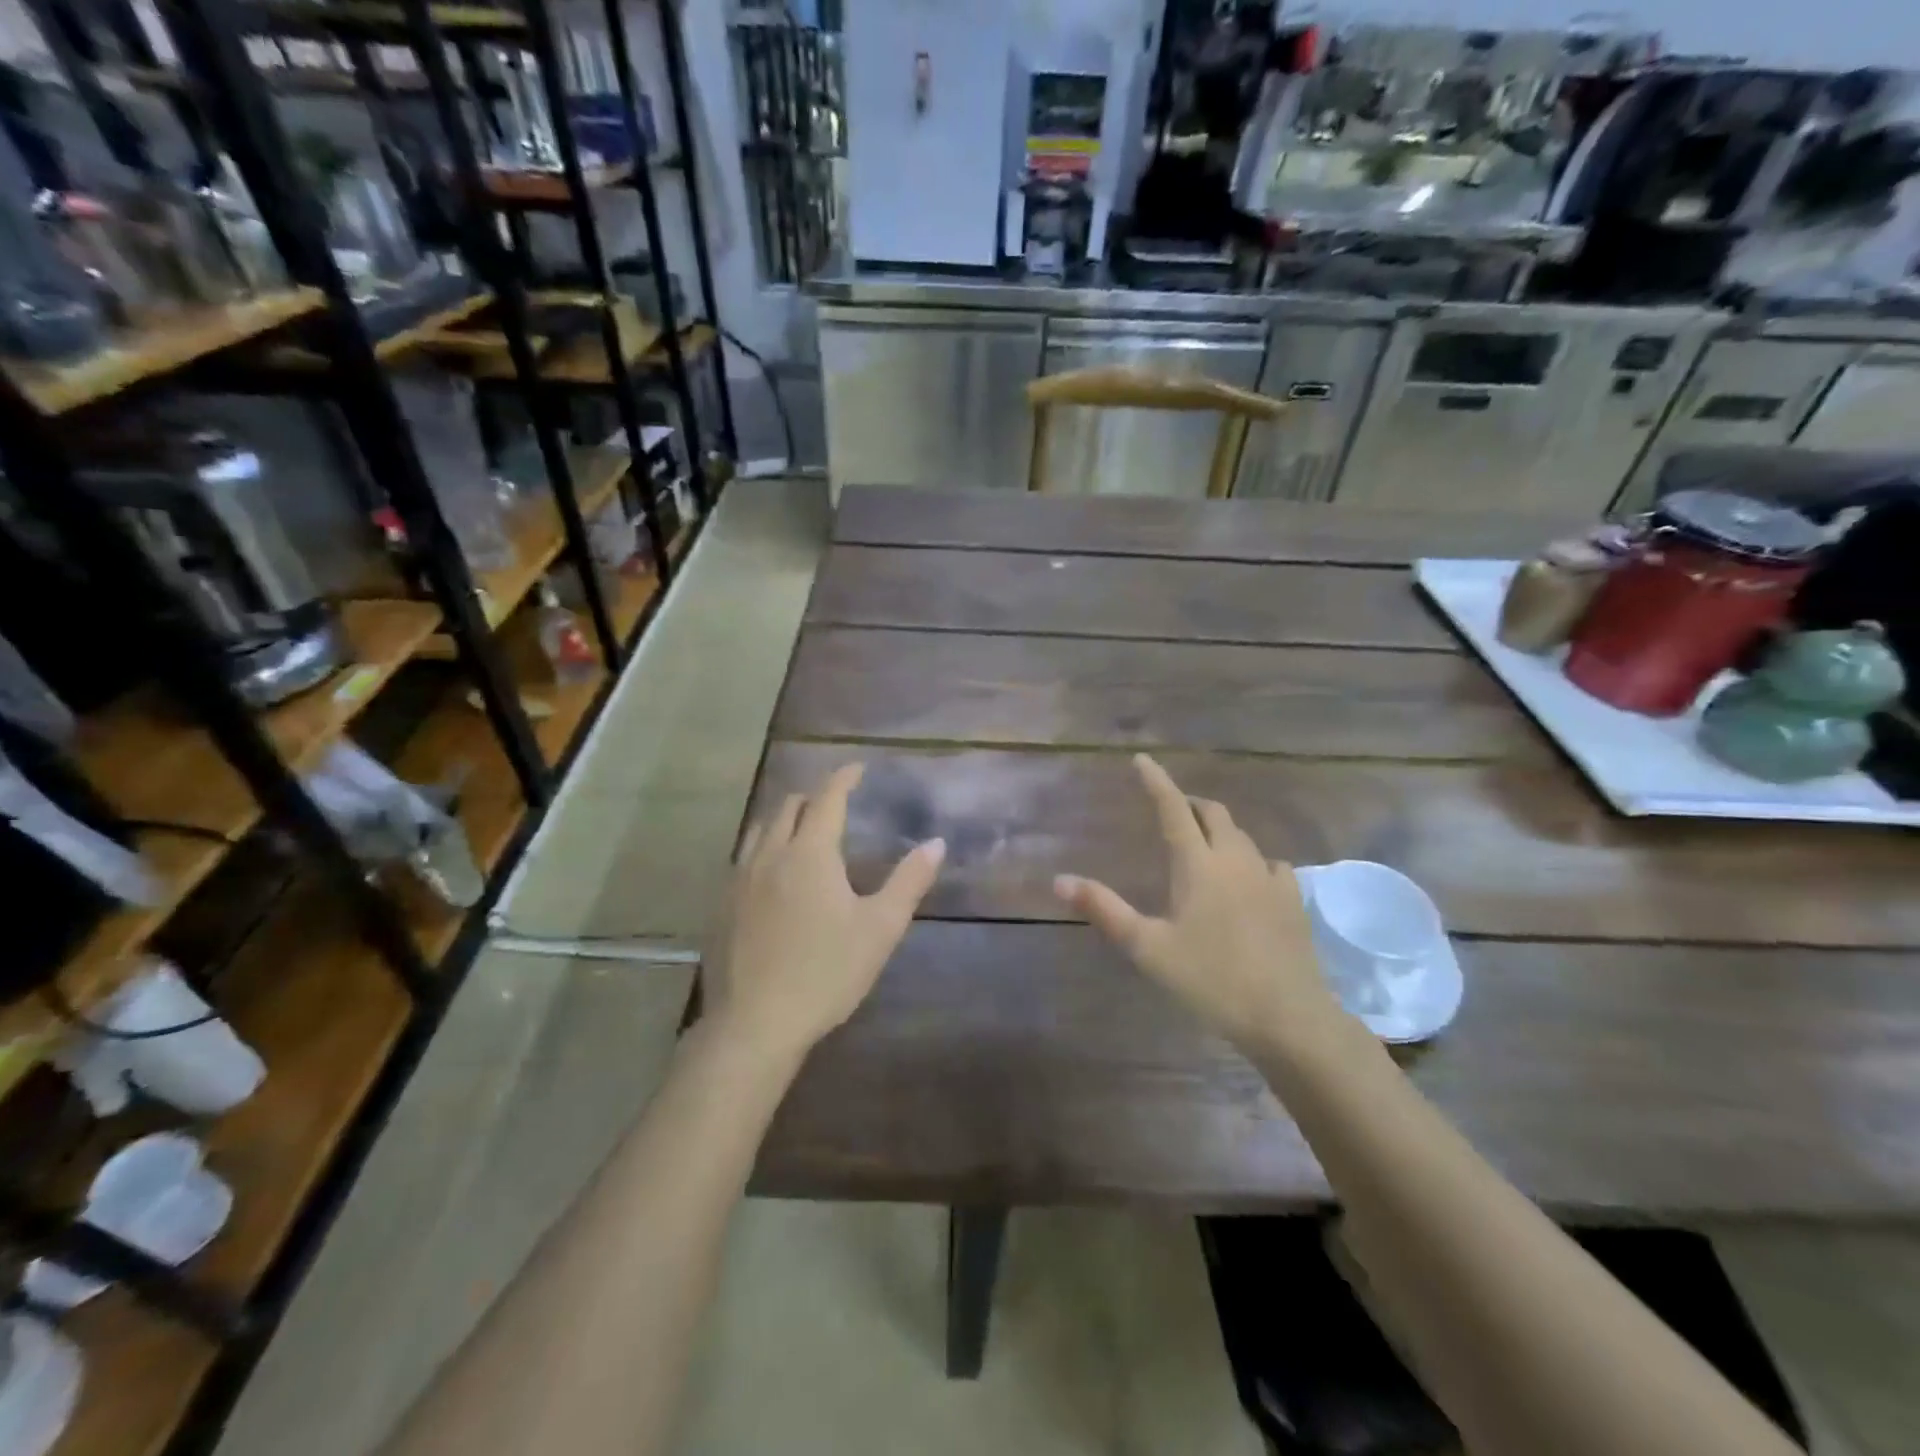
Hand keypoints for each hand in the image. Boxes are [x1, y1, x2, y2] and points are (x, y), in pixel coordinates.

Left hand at [708, 763, 944, 1060]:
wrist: (755, 1023)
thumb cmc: (826, 972)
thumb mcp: (880, 928)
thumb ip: (909, 881)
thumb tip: (936, 843)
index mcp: (810, 853)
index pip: (827, 798)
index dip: (843, 778)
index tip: (856, 767)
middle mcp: (770, 854)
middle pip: (789, 807)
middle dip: (814, 796)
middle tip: (836, 804)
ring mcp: (739, 878)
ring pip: (761, 829)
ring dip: (785, 819)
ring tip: (803, 831)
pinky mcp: (722, 904)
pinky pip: (743, 857)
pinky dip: (764, 847)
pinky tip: (772, 874)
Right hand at [1053, 754, 1344, 1056]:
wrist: (1287, 1016)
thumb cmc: (1210, 979)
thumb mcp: (1148, 948)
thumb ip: (1105, 910)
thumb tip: (1060, 879)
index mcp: (1198, 865)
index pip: (1173, 809)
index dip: (1156, 781)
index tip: (1142, 759)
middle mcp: (1235, 859)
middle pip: (1214, 813)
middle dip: (1190, 803)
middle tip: (1171, 809)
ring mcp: (1269, 878)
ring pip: (1242, 835)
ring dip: (1219, 828)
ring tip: (1204, 841)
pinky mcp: (1292, 900)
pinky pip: (1270, 862)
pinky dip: (1251, 858)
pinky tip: (1248, 877)